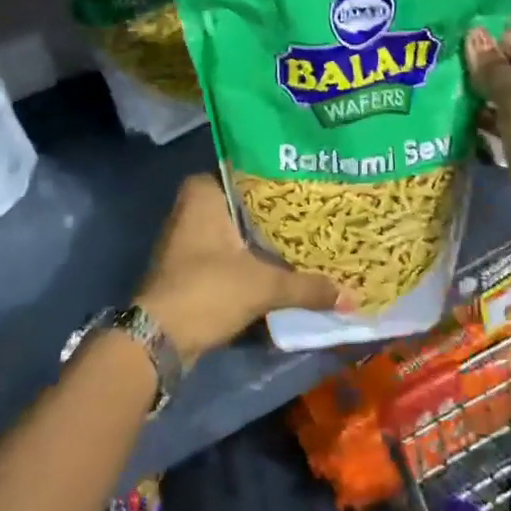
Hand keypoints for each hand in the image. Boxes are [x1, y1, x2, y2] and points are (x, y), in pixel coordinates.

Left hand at [135, 175, 340, 365]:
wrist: (159, 339)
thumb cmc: (208, 290)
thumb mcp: (263, 285)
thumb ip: (307, 287)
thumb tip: (351, 297)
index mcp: (204, 192)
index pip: (250, 171)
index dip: (282, 179)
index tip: (314, 183)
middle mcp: (192, 206)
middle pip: (246, 202)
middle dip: (278, 210)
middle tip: (319, 209)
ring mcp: (188, 237)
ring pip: (238, 228)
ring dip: (266, 236)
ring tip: (309, 234)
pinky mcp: (190, 264)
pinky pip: (230, 250)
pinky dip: (253, 256)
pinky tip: (284, 262)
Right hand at [464, 27, 510, 281]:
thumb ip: (494, 69)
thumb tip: (472, 35)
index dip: (492, 44)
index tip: (452, 51)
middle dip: (486, 68)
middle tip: (443, 68)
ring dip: (482, 94)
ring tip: (444, 90)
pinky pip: (510, 121)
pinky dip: (488, 118)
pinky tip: (457, 116)